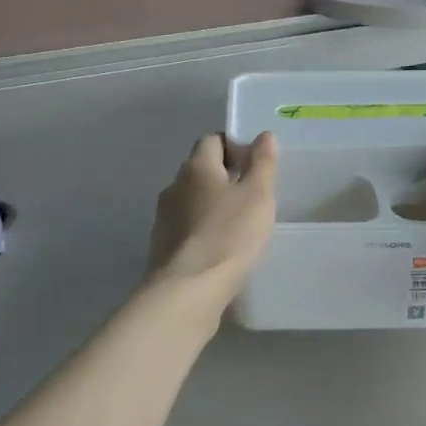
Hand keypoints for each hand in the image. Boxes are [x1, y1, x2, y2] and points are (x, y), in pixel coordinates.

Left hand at [147, 132, 277, 302]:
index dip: (234, 145)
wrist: (188, 290)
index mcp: (196, 166)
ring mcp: (164, 216)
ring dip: (212, 204)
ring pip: (192, 199)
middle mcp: (174, 185)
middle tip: (252, 193)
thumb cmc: (229, 235)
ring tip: (239, 223)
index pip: (212, 140)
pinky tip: (221, 246)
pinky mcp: (162, 244)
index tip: (255, 164)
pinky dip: (203, 228)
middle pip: (200, 169)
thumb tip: (263, 135)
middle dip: (224, 175)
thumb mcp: (257, 196)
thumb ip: (262, 163)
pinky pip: (187, 225)